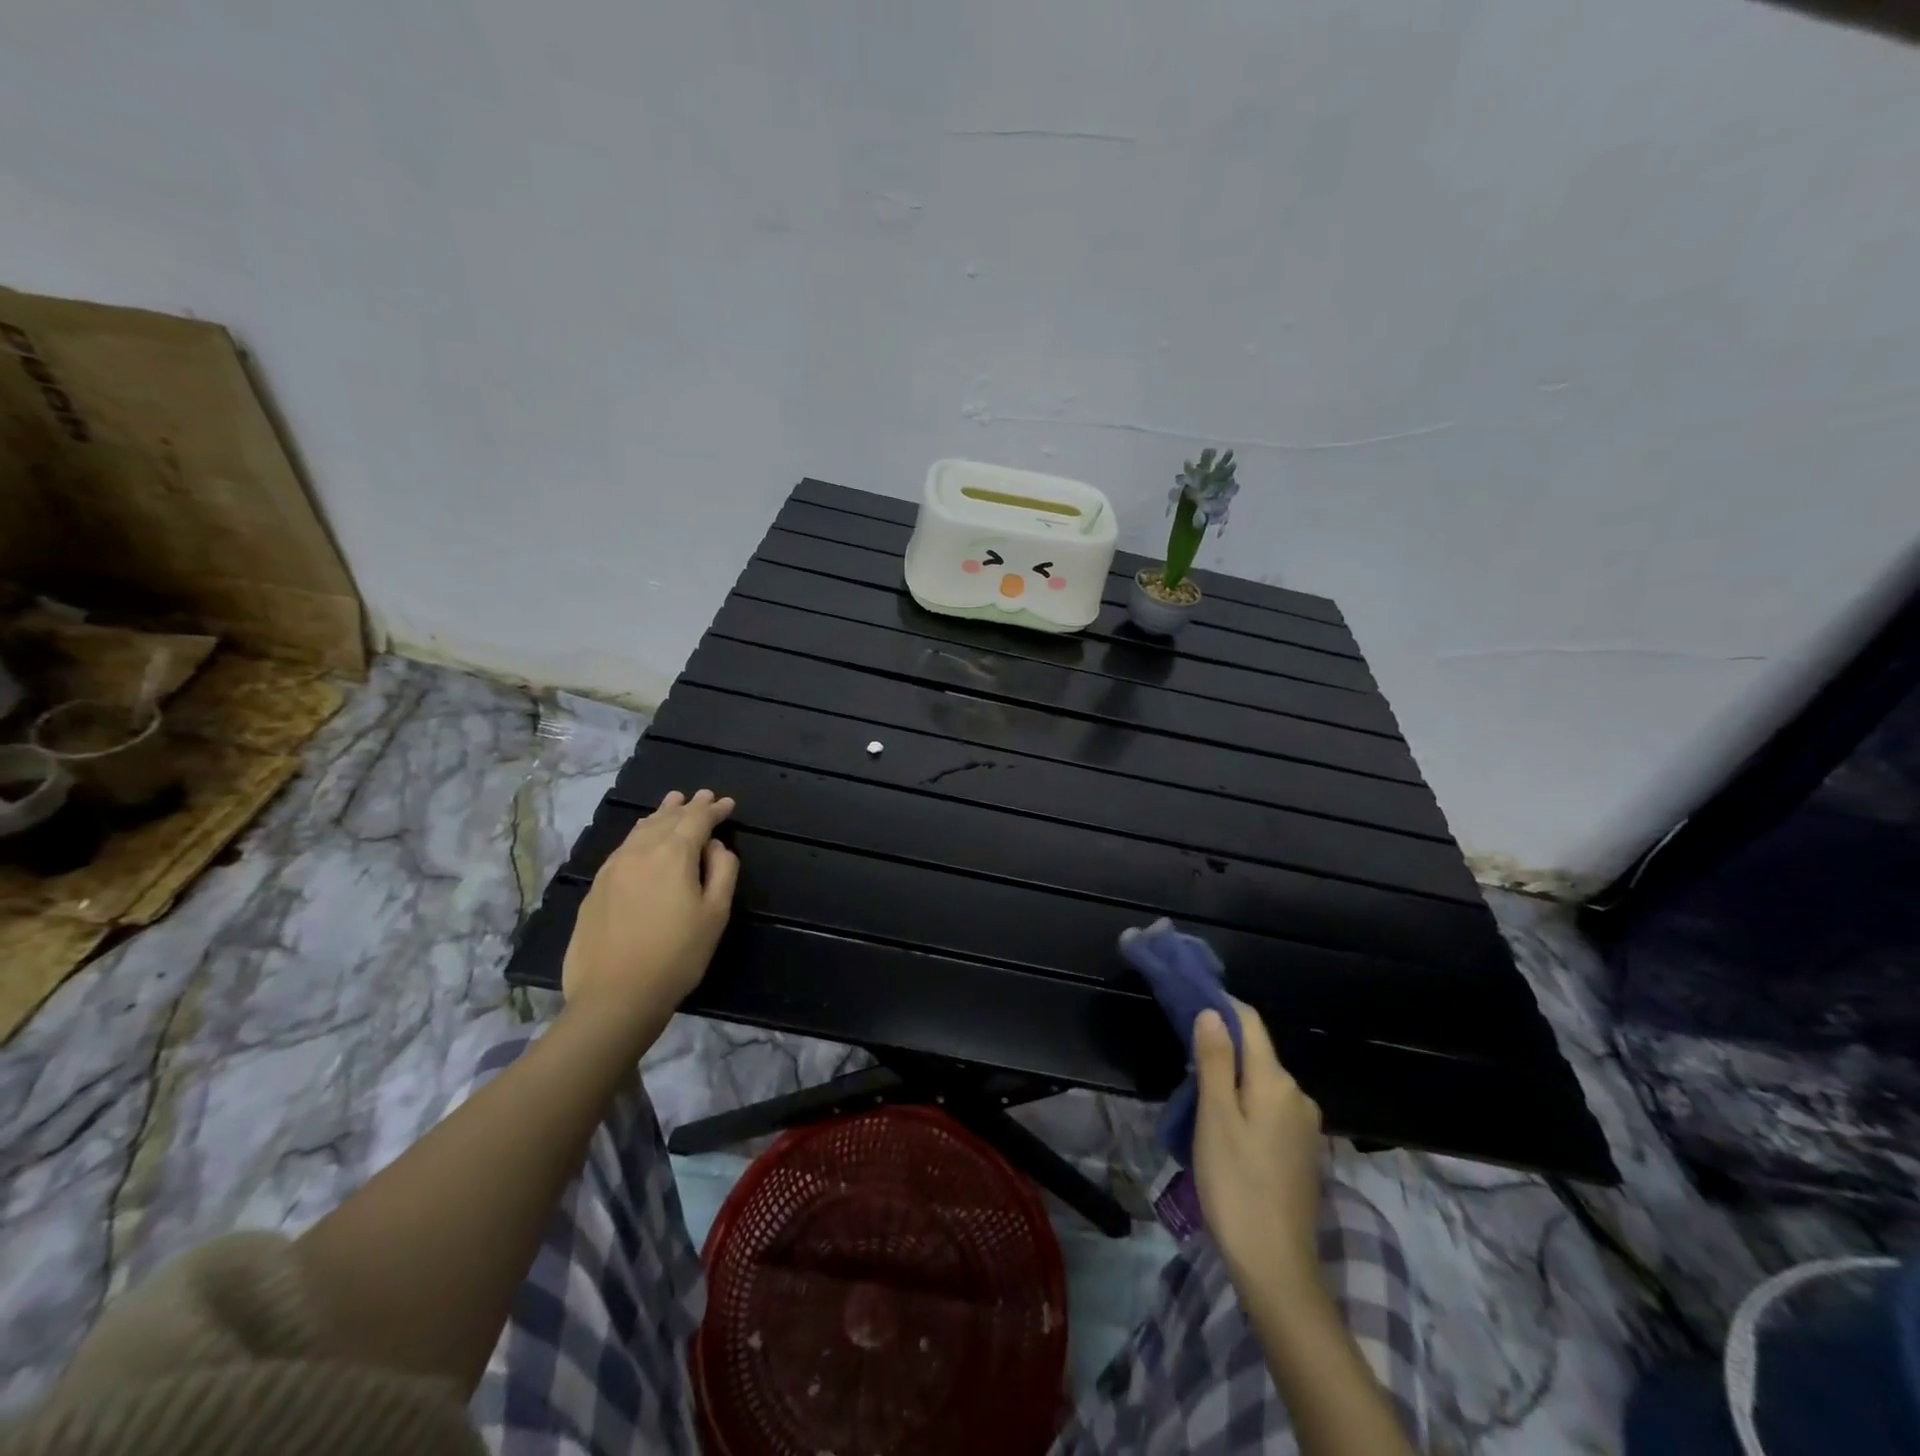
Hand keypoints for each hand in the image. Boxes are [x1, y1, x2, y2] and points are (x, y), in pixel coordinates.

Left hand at [561, 789, 738, 1028]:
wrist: (615, 995)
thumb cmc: (677, 955)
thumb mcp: (715, 914)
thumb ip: (722, 871)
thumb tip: (715, 846)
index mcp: (673, 853)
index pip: (697, 819)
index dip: (714, 809)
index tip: (728, 803)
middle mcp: (639, 851)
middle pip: (666, 818)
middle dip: (687, 806)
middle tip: (703, 796)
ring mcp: (612, 868)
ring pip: (640, 830)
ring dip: (660, 815)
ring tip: (672, 804)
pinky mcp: (596, 888)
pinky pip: (623, 847)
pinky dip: (640, 834)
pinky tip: (642, 839)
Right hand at [1192, 1000, 1325, 1295]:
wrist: (1276, 1267)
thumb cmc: (1236, 1185)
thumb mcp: (1215, 1118)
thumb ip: (1214, 1060)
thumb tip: (1212, 1011)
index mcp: (1276, 1082)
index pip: (1249, 1023)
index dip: (1221, 1005)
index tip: (1188, 998)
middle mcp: (1298, 1095)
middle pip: (1256, 1052)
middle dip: (1221, 1045)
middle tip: (1182, 1053)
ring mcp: (1305, 1126)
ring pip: (1261, 1082)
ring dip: (1231, 1077)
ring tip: (1196, 1094)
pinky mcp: (1303, 1152)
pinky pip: (1269, 1108)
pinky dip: (1245, 1103)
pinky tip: (1224, 1125)